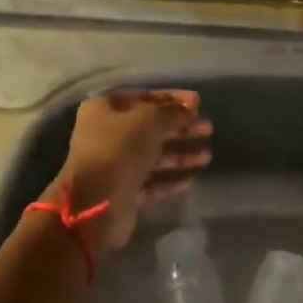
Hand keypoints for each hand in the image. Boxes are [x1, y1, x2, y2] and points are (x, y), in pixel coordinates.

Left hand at [47, 90, 212, 251]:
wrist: (94, 204)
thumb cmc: (118, 150)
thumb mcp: (149, 121)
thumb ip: (172, 112)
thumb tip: (191, 105)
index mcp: (104, 109)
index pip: (143, 97)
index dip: (172, 99)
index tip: (198, 103)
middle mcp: (106, 134)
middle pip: (150, 127)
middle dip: (180, 128)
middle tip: (208, 130)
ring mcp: (114, 164)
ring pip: (153, 155)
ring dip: (180, 154)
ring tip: (206, 157)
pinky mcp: (122, 190)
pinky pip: (151, 181)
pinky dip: (169, 178)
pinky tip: (190, 180)